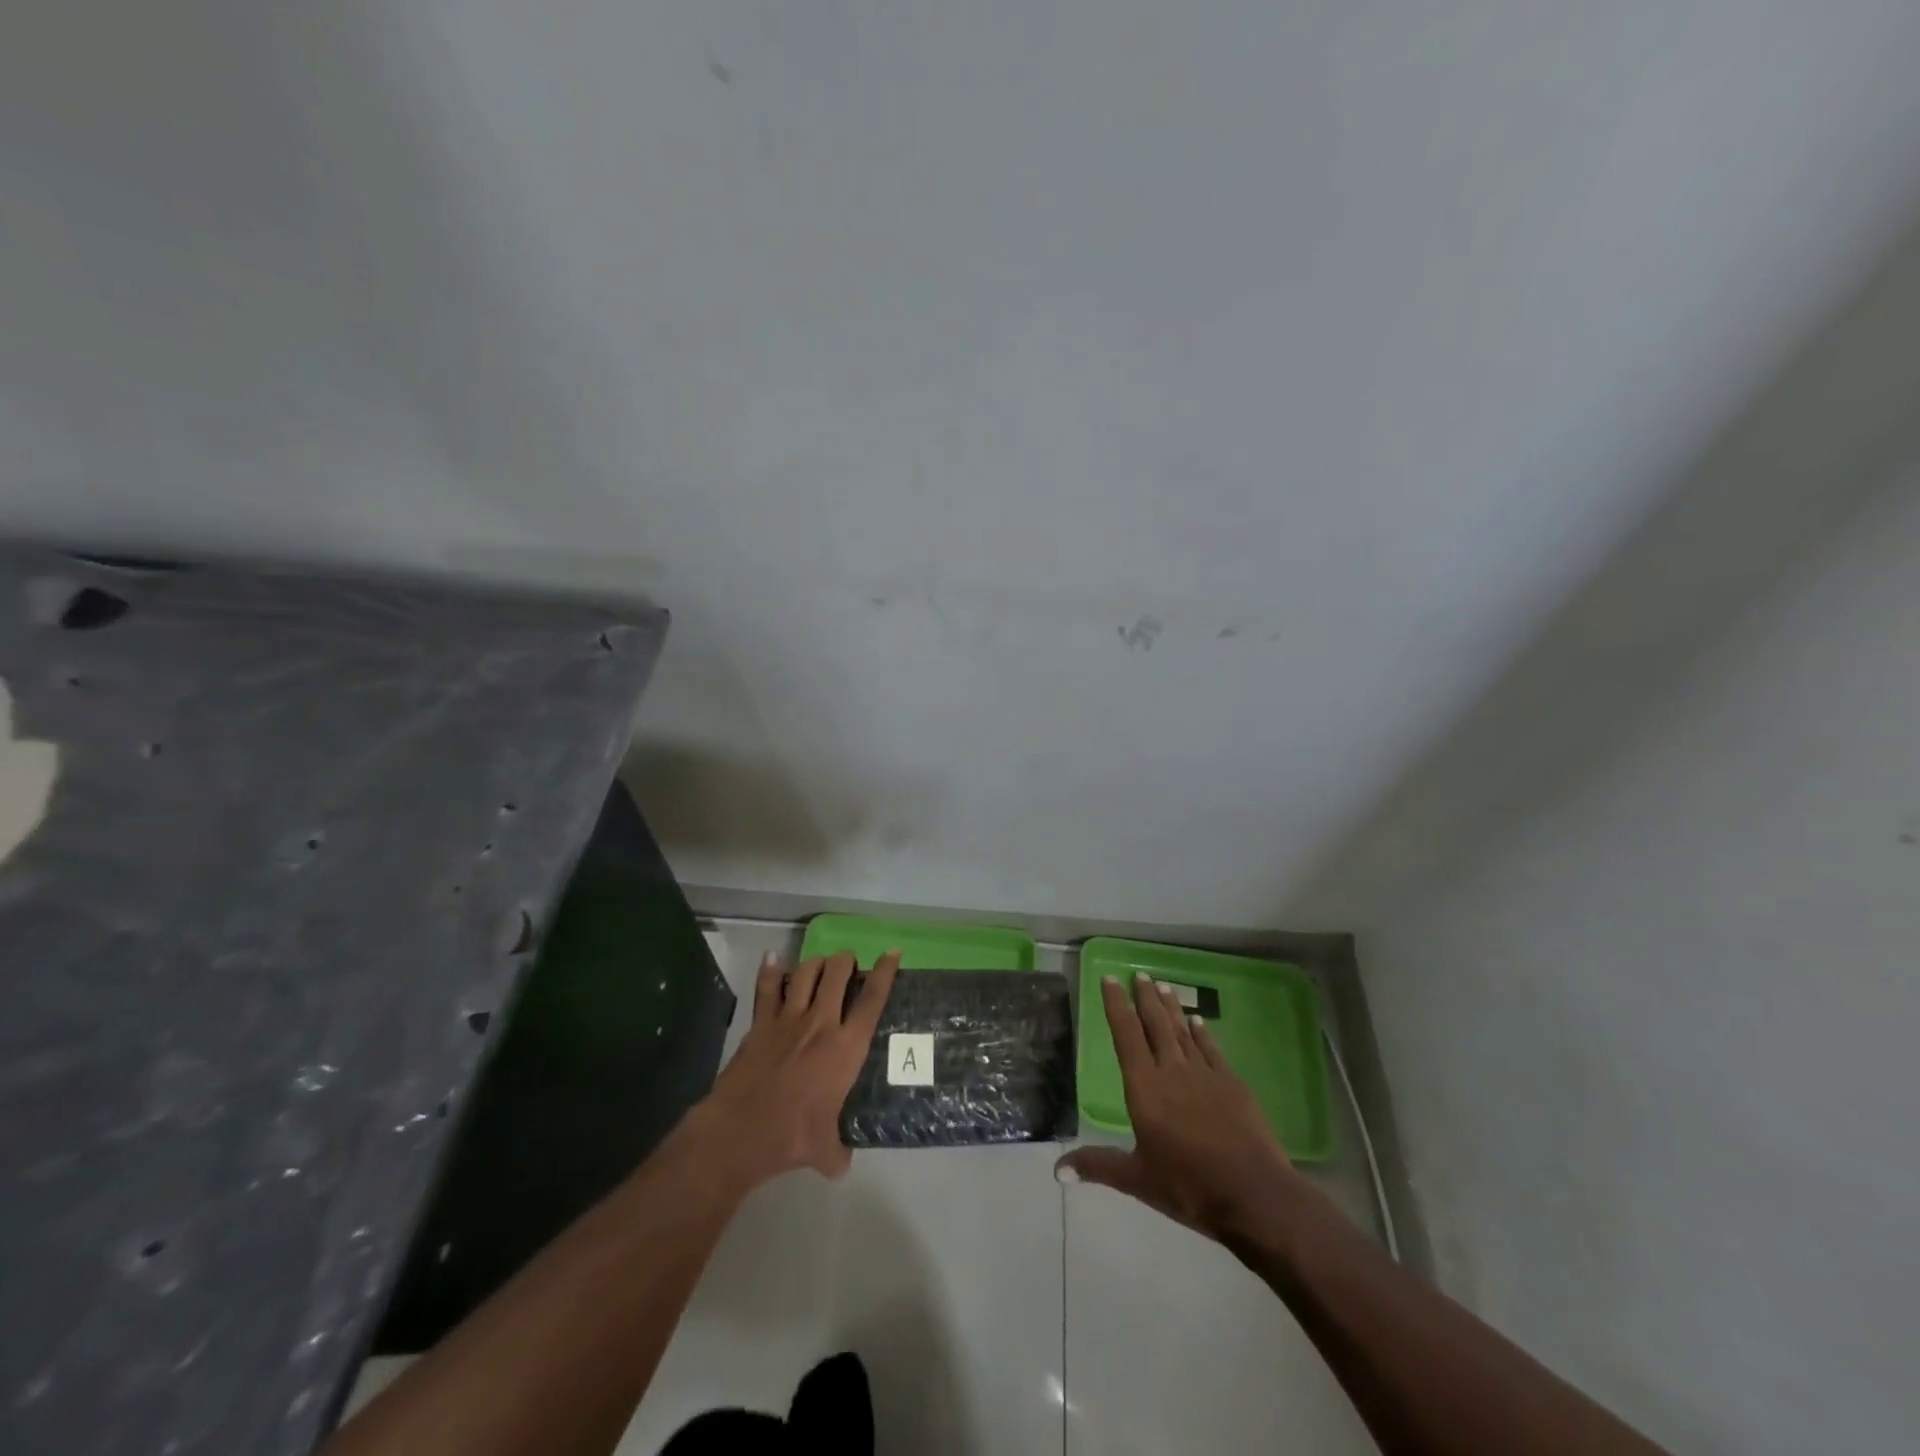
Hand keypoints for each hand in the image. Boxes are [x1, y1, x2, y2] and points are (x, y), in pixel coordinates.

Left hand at [690, 949, 899, 1189]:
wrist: (740, 1131)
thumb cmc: (791, 1137)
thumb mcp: (825, 1150)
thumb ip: (837, 1152)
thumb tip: (841, 1163)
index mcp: (846, 1048)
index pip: (872, 999)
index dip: (885, 972)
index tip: (892, 953)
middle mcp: (821, 1023)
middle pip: (838, 972)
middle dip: (846, 960)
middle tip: (849, 965)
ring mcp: (788, 1019)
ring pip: (807, 972)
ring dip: (817, 962)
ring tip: (821, 965)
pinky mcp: (760, 1023)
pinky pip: (766, 988)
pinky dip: (771, 971)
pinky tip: (773, 959)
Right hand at [1056, 974, 1305, 1243]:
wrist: (1253, 1194)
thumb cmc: (1188, 1186)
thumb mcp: (1138, 1179)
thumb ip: (1098, 1166)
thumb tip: (1057, 1170)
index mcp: (1145, 1088)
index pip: (1126, 1035)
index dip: (1117, 1006)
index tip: (1110, 980)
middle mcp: (1172, 1071)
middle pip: (1156, 1025)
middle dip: (1145, 998)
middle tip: (1139, 974)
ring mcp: (1205, 1075)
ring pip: (1183, 1031)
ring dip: (1171, 1008)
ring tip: (1163, 985)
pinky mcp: (1232, 1085)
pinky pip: (1211, 1049)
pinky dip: (1202, 1032)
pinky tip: (1198, 1021)